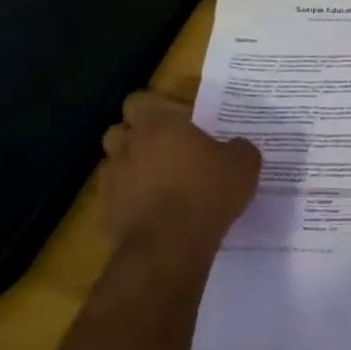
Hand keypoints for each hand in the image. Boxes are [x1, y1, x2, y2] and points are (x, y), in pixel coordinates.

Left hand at [98, 91, 261, 253]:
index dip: (154, 109)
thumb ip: (239, 148)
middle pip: (119, 132)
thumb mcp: (244, 164)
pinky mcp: (106, 214)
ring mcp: (112, 181)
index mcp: (158, 125)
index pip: (138, 101)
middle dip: (136, 138)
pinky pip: (115, 199)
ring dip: (131, 170)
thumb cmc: (207, 192)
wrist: (170, 248)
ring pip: (114, 165)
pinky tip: (152, 214)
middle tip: (165, 151)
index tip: (175, 122)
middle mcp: (128, 147)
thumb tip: (235, 146)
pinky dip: (129, 202)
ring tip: (157, 185)